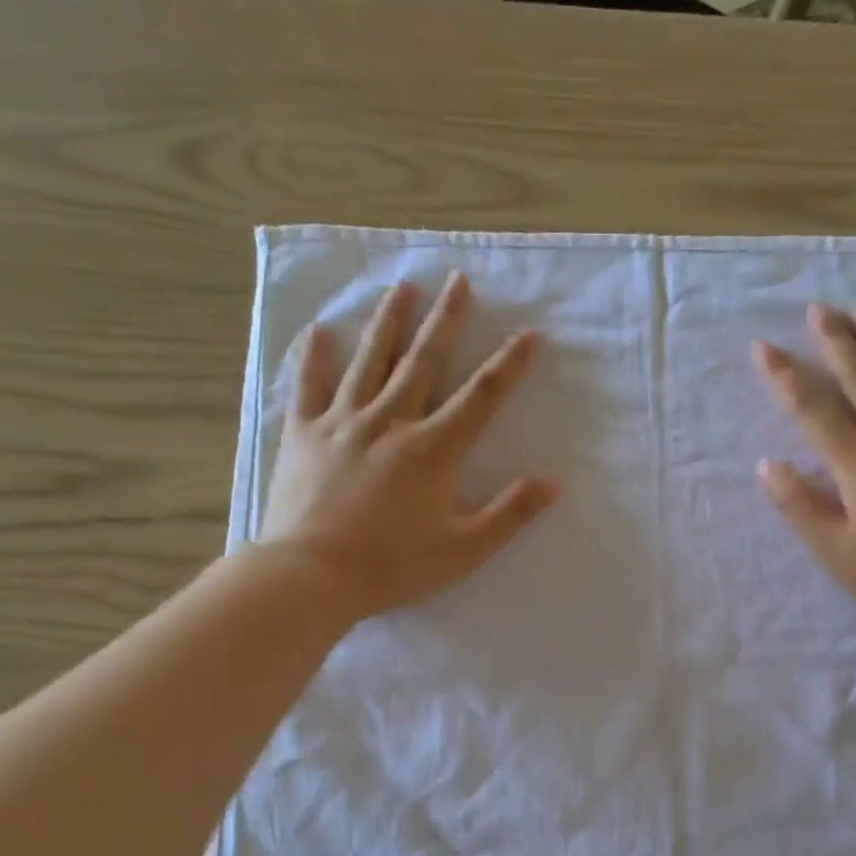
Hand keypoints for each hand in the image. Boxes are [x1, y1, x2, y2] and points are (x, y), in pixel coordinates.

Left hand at [259, 274, 557, 620]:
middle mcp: (391, 421)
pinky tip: (321, 330)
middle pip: (424, 361)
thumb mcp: (464, 549)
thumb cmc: (394, 566)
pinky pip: (309, 385)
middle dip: (445, 320)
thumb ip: (509, 514)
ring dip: (389, 322)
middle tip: (458, 279)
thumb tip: (552, 483)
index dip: (509, 364)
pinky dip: (315, 356)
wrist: (312, 575)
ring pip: (369, 361)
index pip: (481, 397)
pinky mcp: (303, 434)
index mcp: (434, 449)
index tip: (529, 333)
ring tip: (403, 287)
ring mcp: (343, 422)